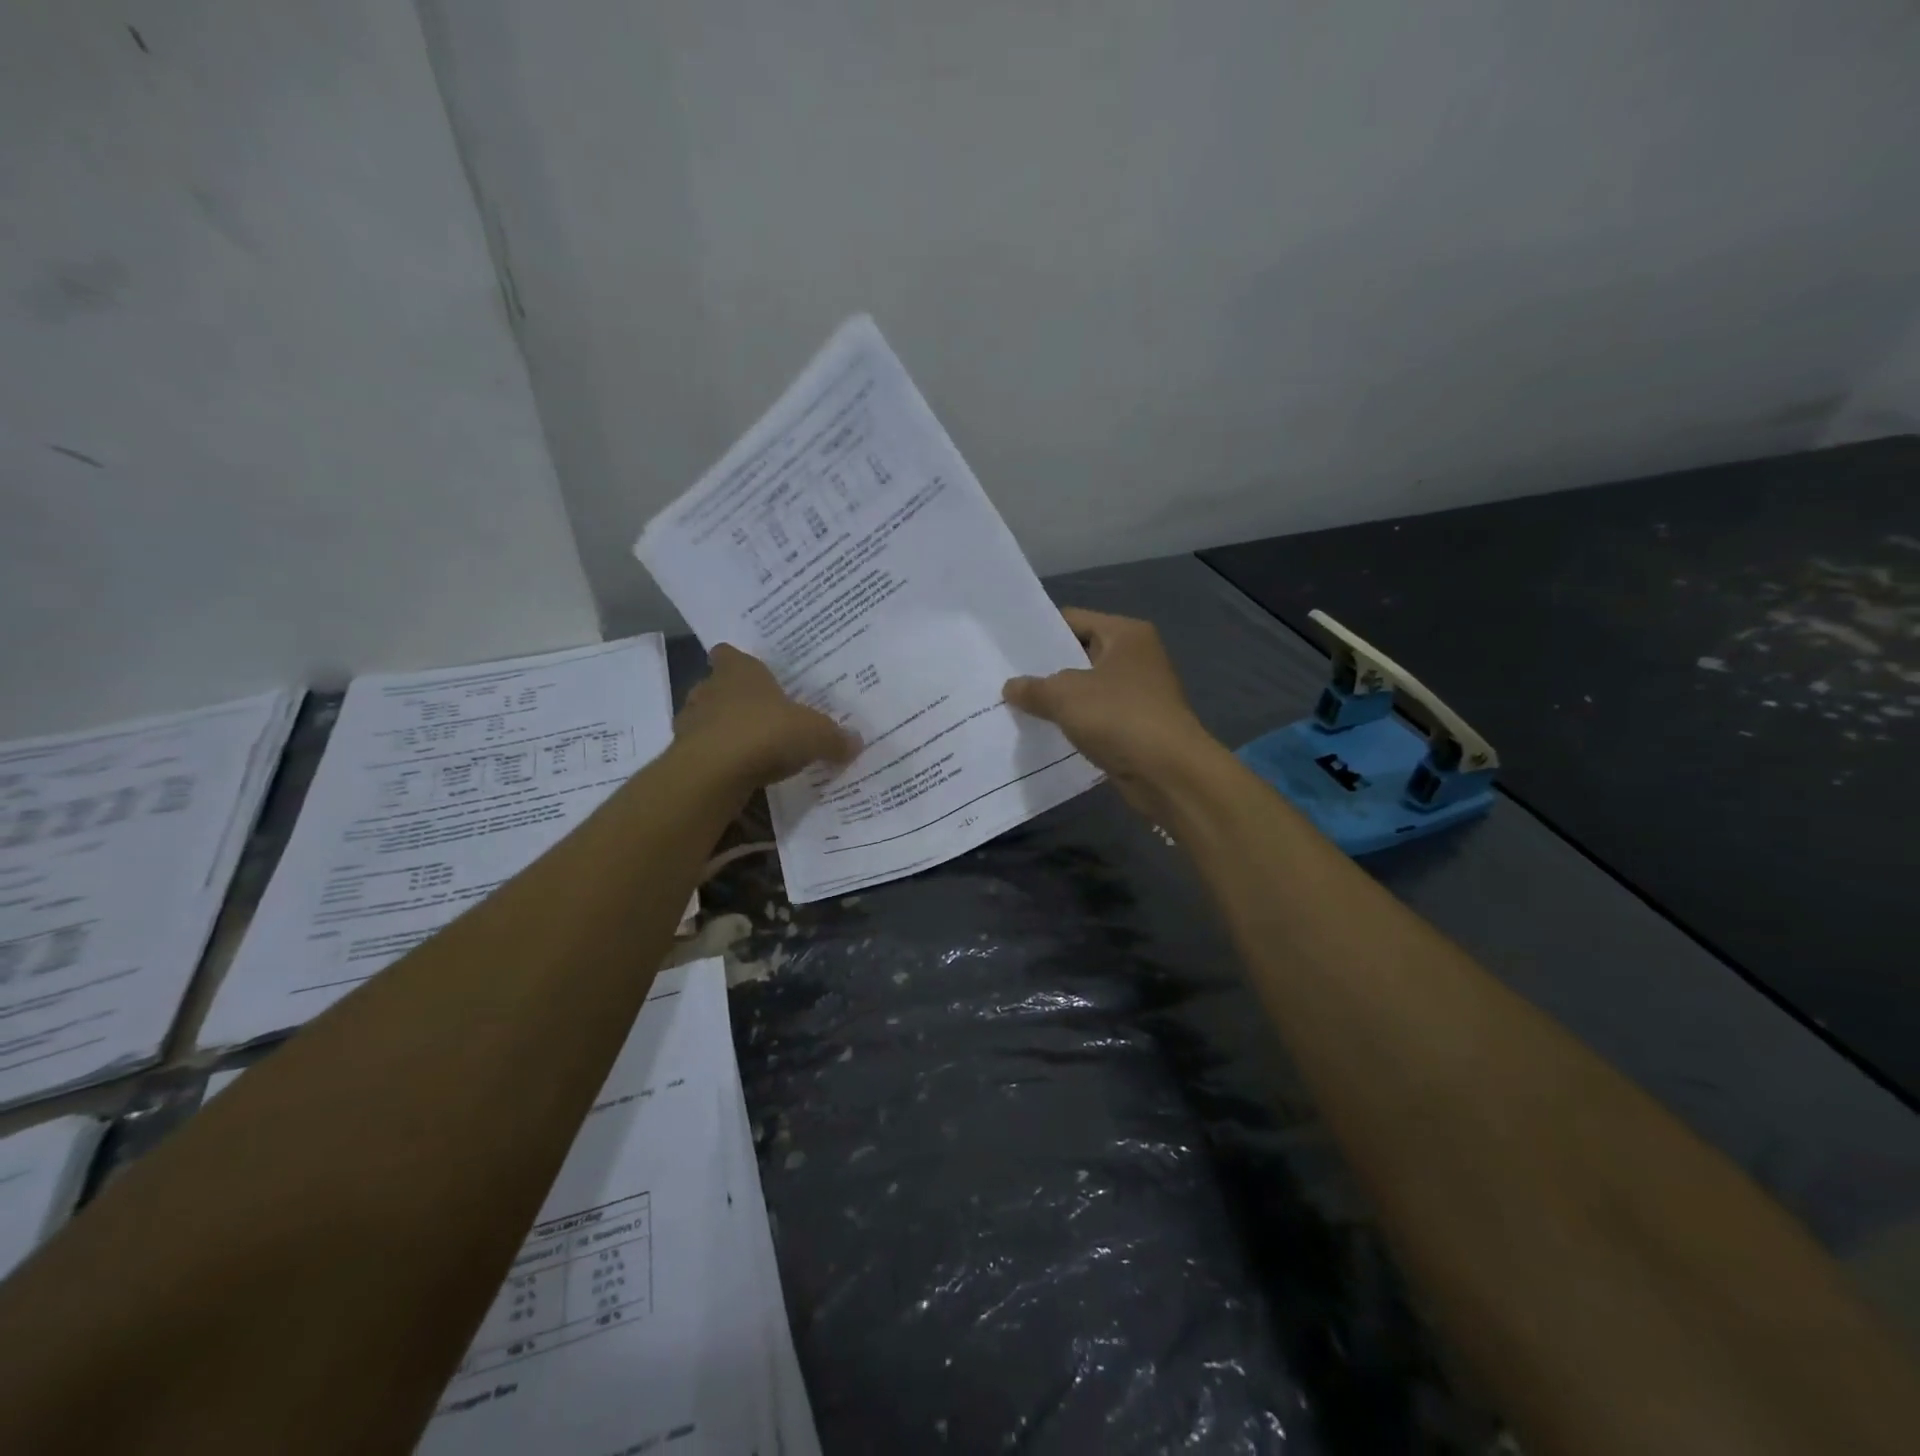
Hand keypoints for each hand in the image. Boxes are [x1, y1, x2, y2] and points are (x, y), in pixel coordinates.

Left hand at [675, 644, 859, 788]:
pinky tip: (739, 773)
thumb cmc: (765, 733)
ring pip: (707, 720)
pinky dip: (718, 760)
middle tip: (761, 716)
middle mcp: (709, 689)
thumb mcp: (815, 735)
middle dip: (734, 700)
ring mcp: (691, 722)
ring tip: (751, 748)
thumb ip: (835, 737)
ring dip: (723, 731)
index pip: (729, 654)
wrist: (713, 774)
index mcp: (739, 671)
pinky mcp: (683, 755)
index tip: (752, 674)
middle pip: (717, 687)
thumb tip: (856, 741)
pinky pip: (704, 752)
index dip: (738, 662)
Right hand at [1003, 608, 1216, 813]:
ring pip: (1086, 689)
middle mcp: (1135, 657)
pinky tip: (1044, 732)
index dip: (1039, 633)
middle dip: (1045, 669)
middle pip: (1079, 654)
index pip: (1073, 620)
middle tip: (1004, 677)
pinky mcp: (1135, 726)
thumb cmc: (1119, 718)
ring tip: (1016, 706)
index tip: (1007, 648)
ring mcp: (1138, 693)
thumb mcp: (1065, 696)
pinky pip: (1095, 717)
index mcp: (1125, 634)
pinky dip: (1074, 723)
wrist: (1169, 773)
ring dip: (1058, 700)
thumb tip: (1010, 687)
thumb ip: (1034, 688)